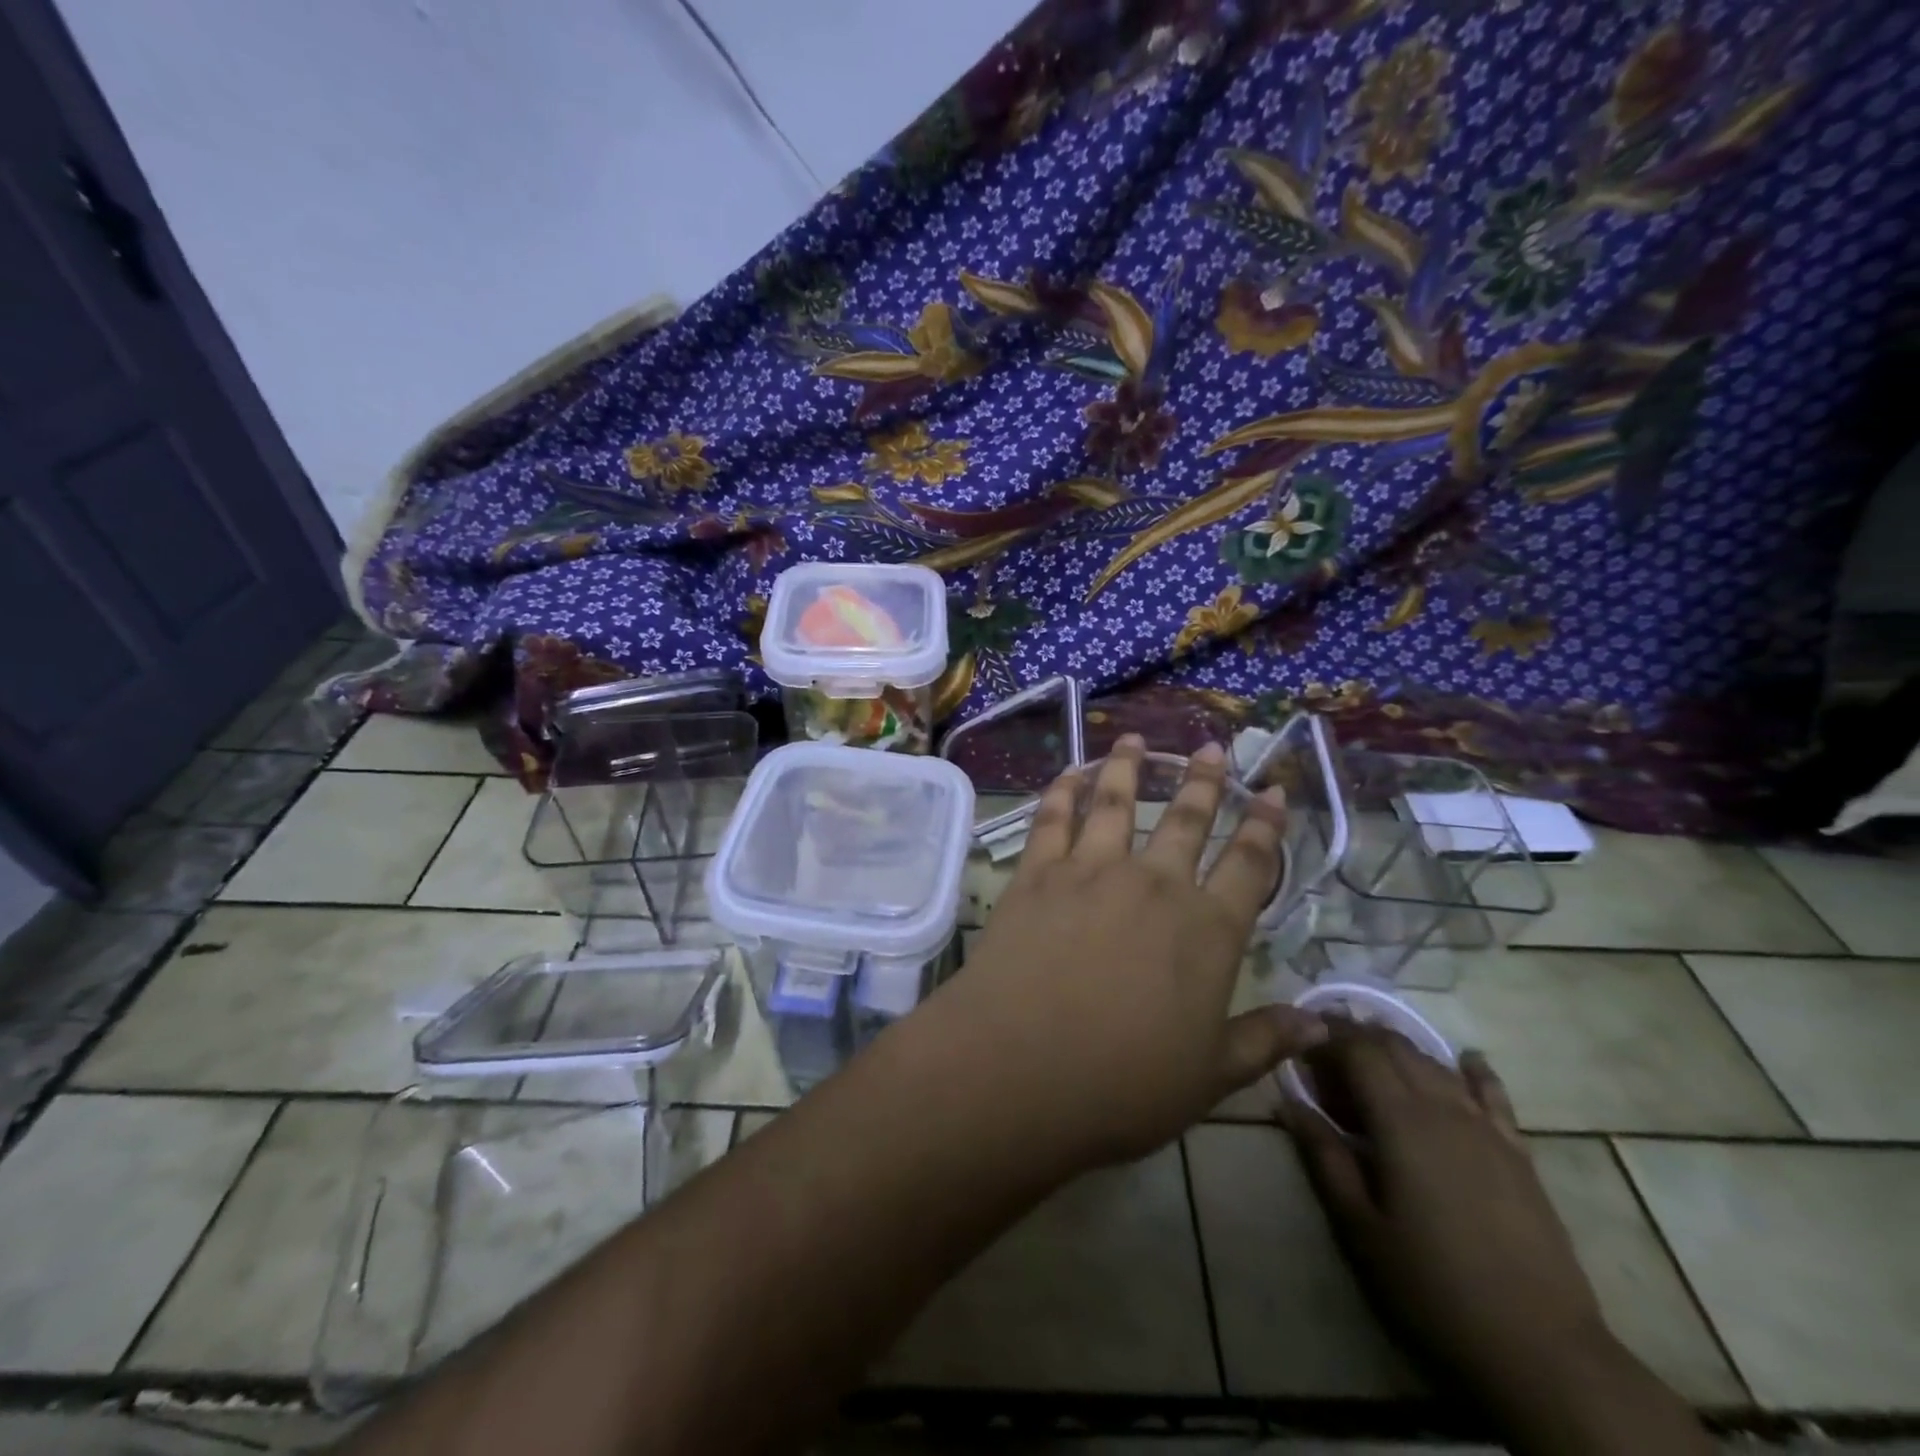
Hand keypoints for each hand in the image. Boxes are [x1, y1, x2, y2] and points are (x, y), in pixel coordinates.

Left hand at [941, 734, 1325, 1169]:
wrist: (1018, 1068)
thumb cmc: (1121, 1085)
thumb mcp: (1208, 1078)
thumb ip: (1263, 1041)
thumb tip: (1322, 1026)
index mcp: (1208, 931)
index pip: (1249, 865)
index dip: (1266, 826)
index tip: (1274, 792)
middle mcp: (1155, 885)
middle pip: (1187, 818)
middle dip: (1205, 781)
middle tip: (1214, 748)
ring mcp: (1091, 871)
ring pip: (1116, 801)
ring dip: (1129, 766)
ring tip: (1136, 739)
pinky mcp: (1037, 872)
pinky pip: (1054, 816)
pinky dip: (1063, 788)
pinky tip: (1069, 771)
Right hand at [1279, 1027, 1611, 1401]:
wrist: (1543, 1352)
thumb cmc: (1434, 1287)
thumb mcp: (1360, 1227)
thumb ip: (1324, 1157)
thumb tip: (1288, 1103)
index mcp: (1400, 1122)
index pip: (1358, 1051)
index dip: (1326, 1036)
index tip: (1300, 1041)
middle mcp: (1444, 1109)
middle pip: (1397, 1048)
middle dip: (1358, 1035)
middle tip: (1325, 1045)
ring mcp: (1487, 1130)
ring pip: (1437, 1064)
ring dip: (1401, 1048)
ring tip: (1372, 1051)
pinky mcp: (1518, 1155)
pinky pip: (1492, 1095)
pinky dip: (1472, 1071)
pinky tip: (1465, 1061)